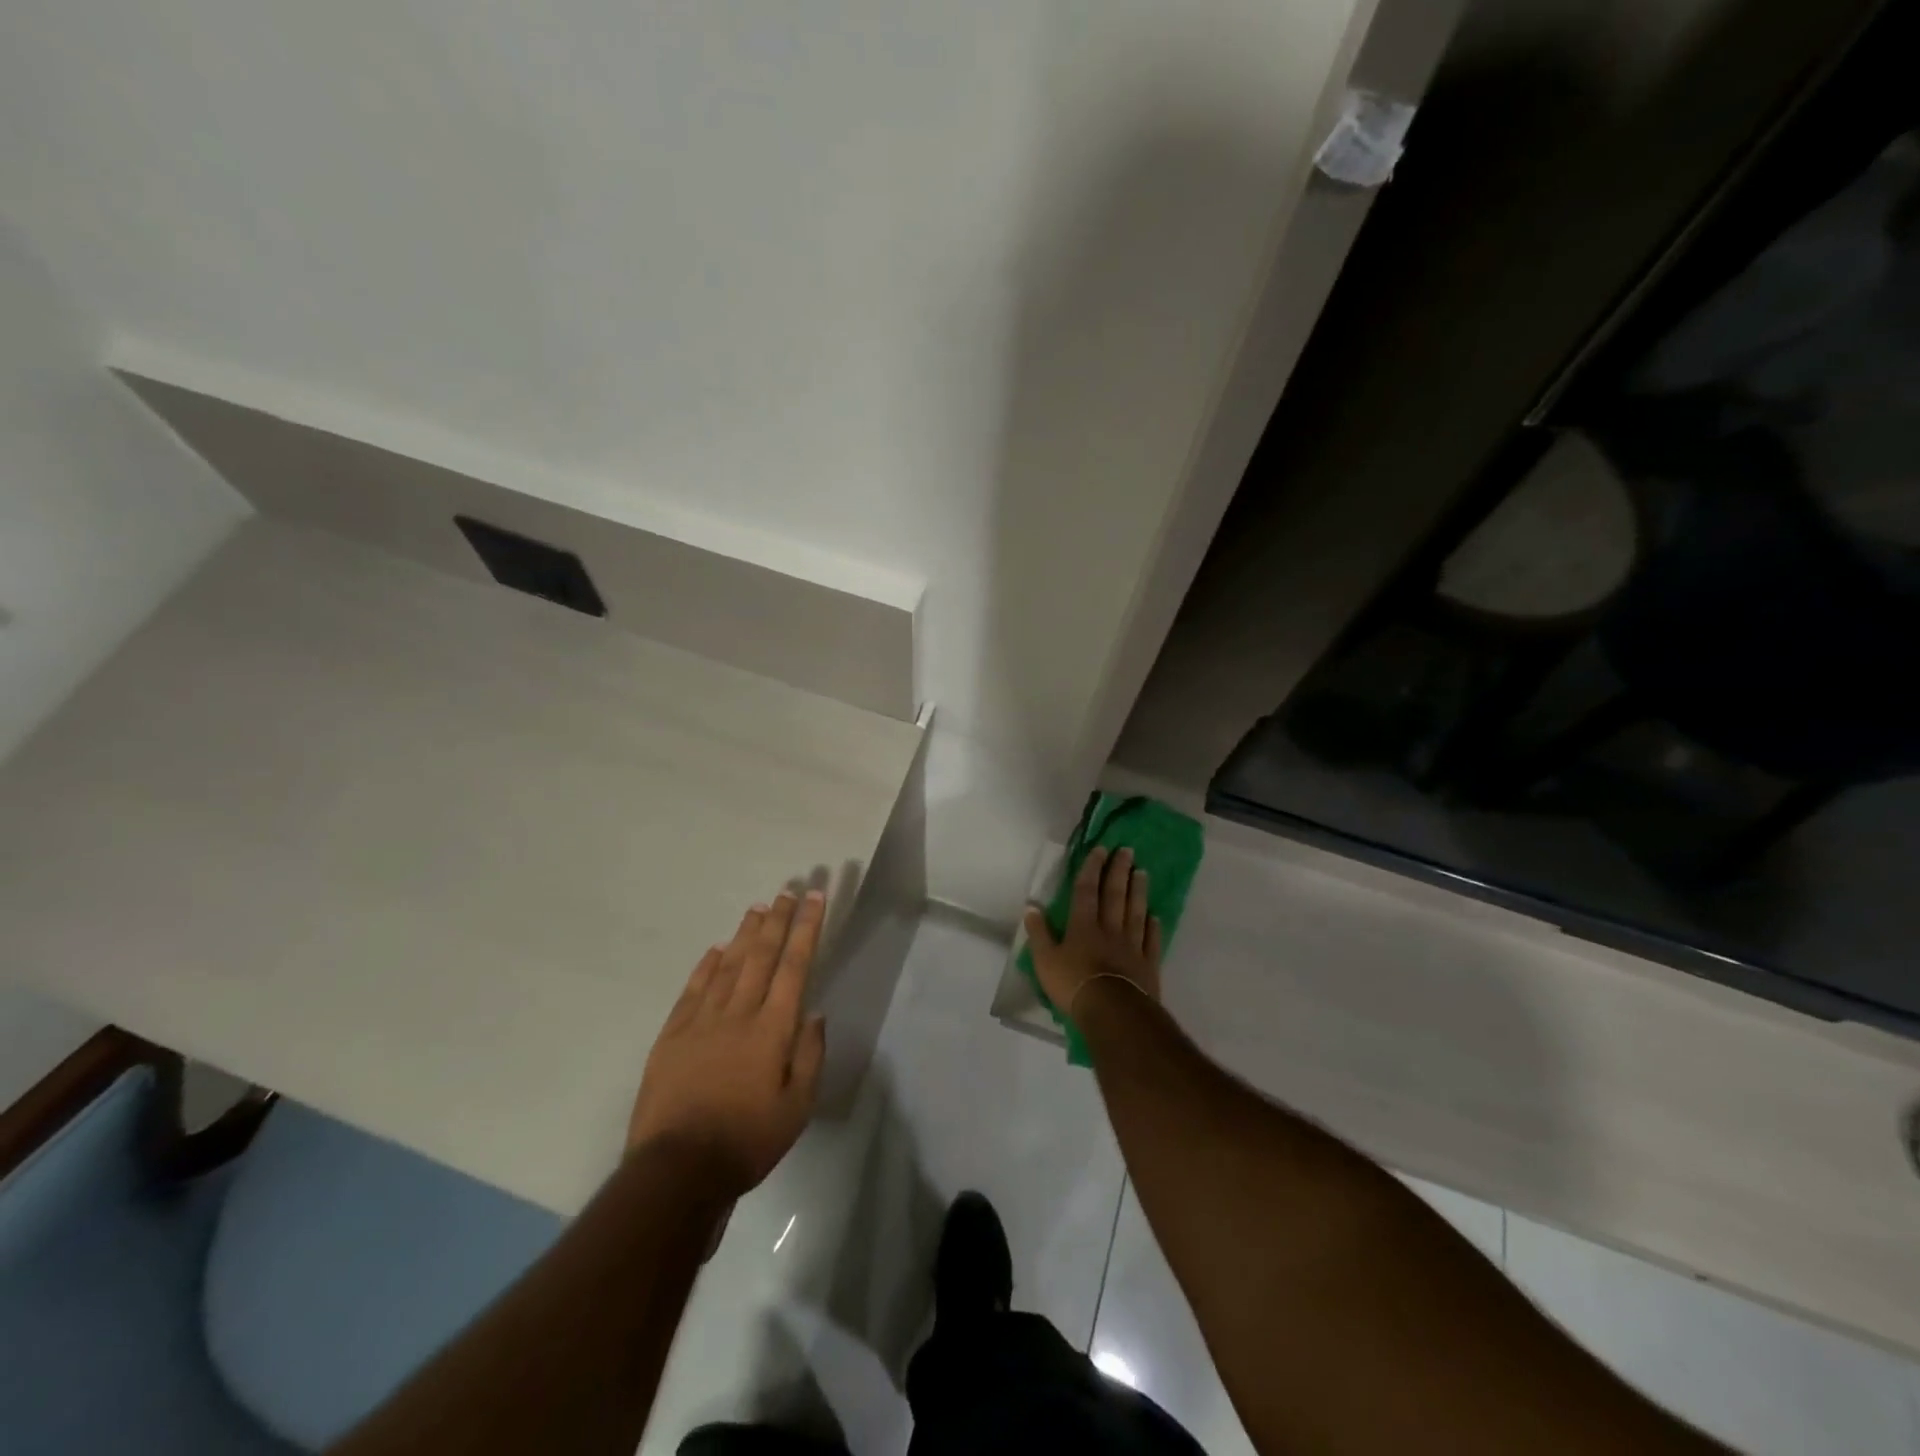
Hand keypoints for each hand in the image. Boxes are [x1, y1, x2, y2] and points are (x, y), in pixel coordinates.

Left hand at [628, 891, 827, 1197]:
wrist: (677, 1171)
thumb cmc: (747, 1141)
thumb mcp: (797, 1108)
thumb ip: (809, 1056)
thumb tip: (814, 1014)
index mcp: (772, 1030)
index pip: (794, 966)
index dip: (806, 928)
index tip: (814, 898)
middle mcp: (738, 1014)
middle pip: (761, 955)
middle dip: (778, 920)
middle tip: (788, 890)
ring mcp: (701, 1022)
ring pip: (727, 965)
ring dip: (745, 934)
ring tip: (757, 908)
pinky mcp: (672, 1036)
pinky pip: (693, 990)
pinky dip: (706, 966)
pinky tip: (715, 950)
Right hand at [1023, 846, 1162, 1019]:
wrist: (1113, 1012)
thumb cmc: (1073, 985)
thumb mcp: (1044, 961)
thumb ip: (1038, 933)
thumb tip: (1031, 907)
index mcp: (1083, 926)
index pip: (1087, 891)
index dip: (1092, 869)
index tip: (1100, 850)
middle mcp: (1109, 929)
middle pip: (1115, 895)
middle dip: (1119, 871)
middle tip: (1127, 851)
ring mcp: (1132, 946)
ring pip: (1136, 912)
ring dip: (1139, 891)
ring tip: (1143, 872)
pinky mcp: (1148, 965)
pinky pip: (1151, 940)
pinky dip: (1153, 926)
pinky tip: (1154, 916)